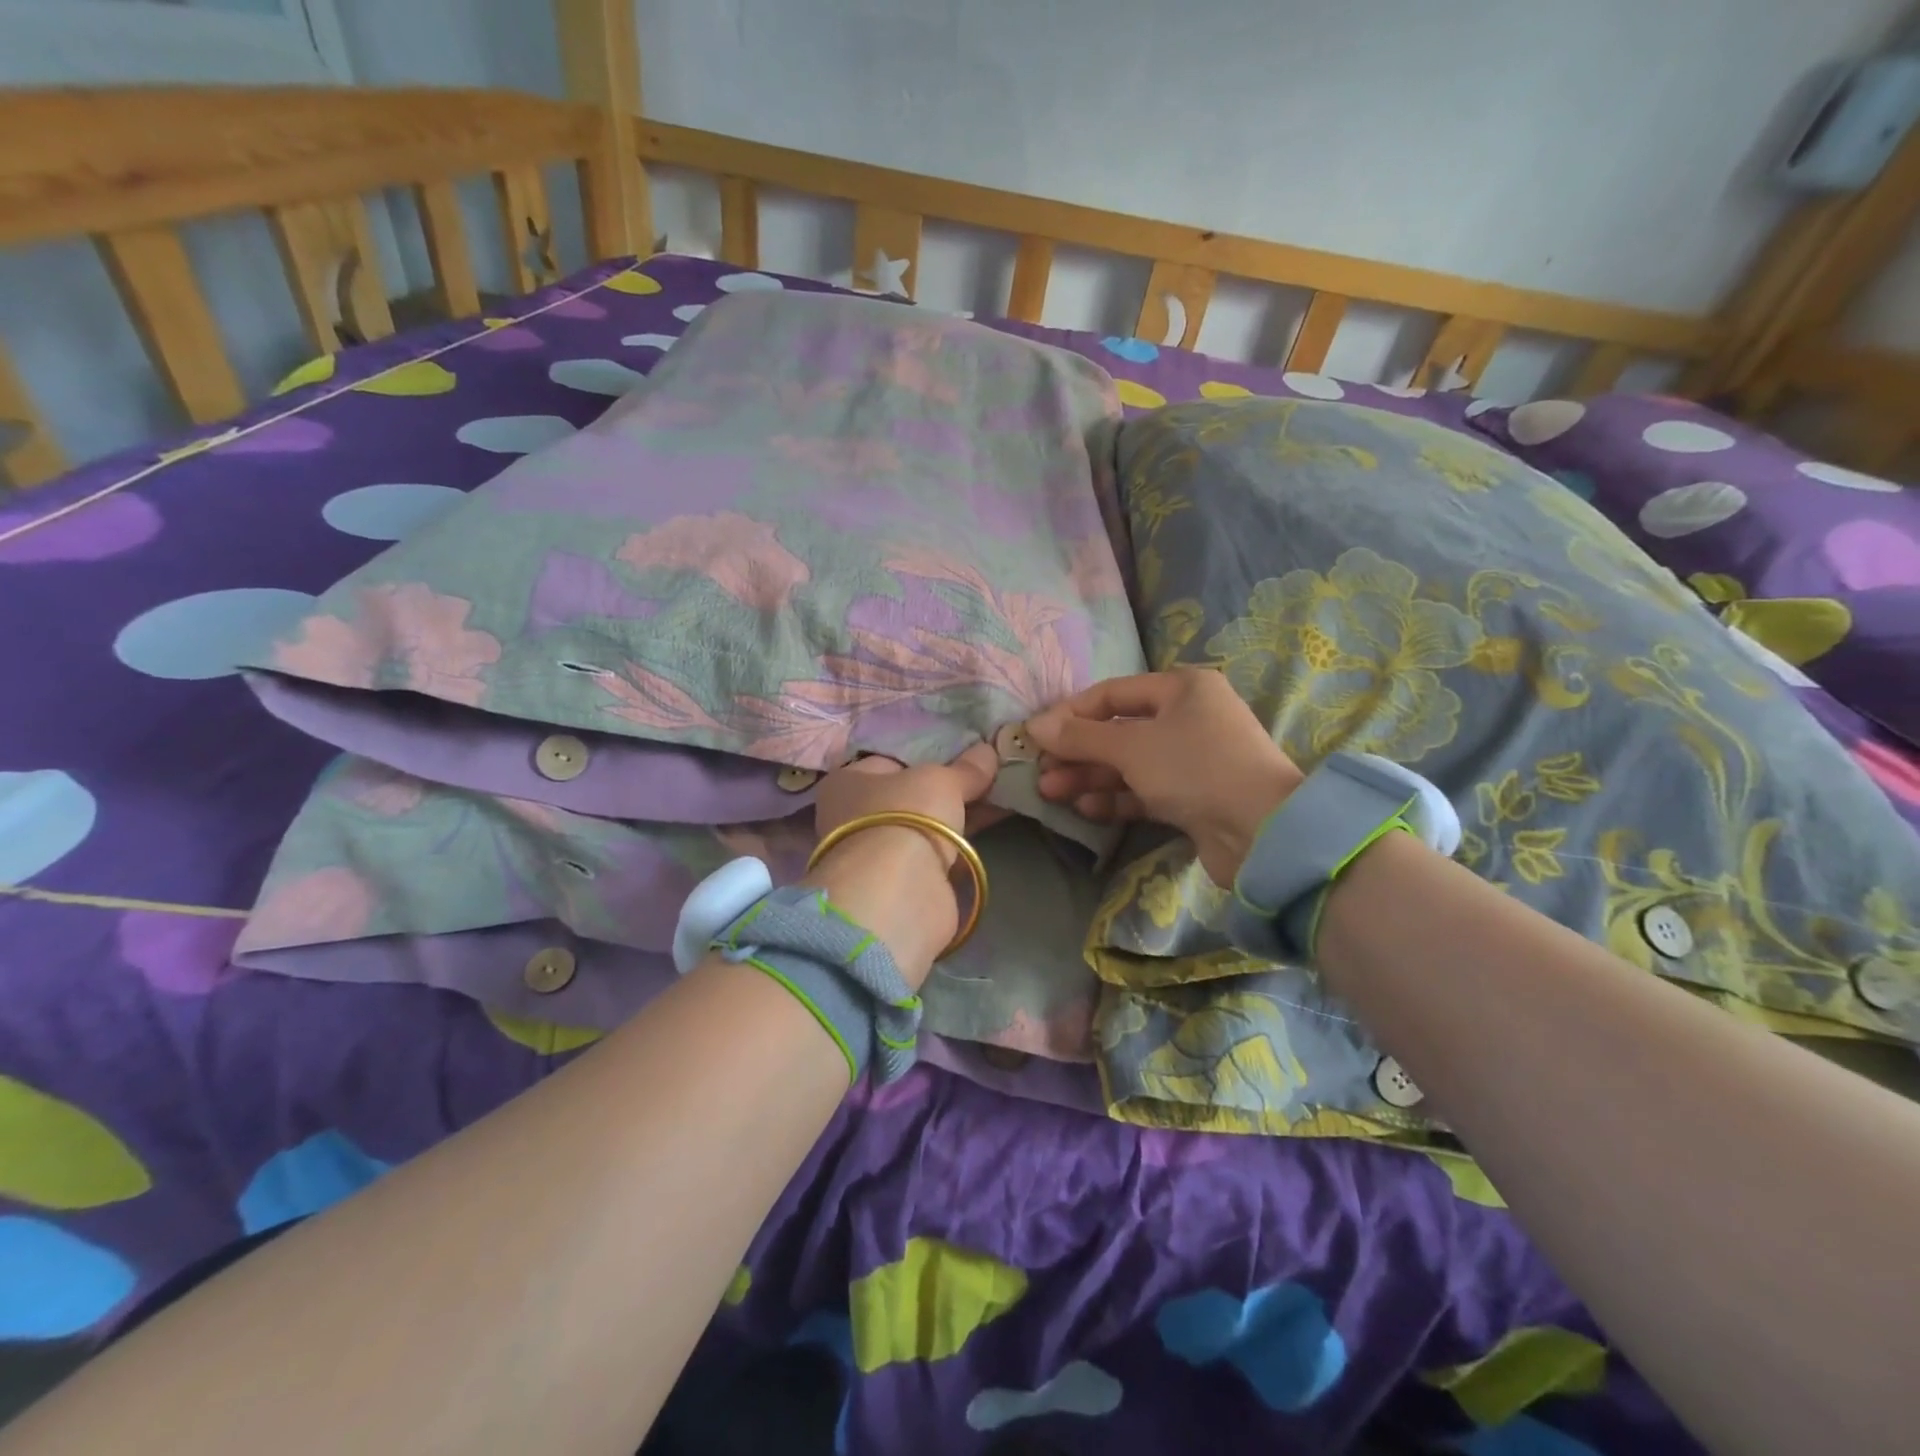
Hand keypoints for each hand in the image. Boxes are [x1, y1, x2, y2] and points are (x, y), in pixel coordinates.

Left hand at [804, 744, 998, 987]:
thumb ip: (966, 769)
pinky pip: (937, 852)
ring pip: (924, 825)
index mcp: (847, 782)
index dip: (926, 756)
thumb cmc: (906, 816)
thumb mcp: (941, 780)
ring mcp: (876, 853)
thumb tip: (989, 751)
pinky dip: (959, 843)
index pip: (890, 761)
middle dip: (946, 788)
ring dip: (956, 815)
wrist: (899, 891)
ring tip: (997, 796)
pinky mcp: (901, 883)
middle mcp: (853, 817)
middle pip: (909, 795)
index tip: (962, 753)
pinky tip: (989, 826)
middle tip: (985, 775)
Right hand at [1027, 668, 1302, 884]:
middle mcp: (1188, 717)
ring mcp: (1191, 759)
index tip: (1035, 737)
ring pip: (1129, 764)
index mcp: (1181, 688)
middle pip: (1118, 731)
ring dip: (1091, 777)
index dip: (1070, 713)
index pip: (1112, 693)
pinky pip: (1144, 791)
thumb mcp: (1131, 746)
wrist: (1263, 832)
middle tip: (1040, 773)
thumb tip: (1034, 725)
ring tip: (1052, 794)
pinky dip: (1115, 798)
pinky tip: (1086, 809)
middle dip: (1077, 752)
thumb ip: (1080, 736)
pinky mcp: (1192, 797)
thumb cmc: (1195, 768)